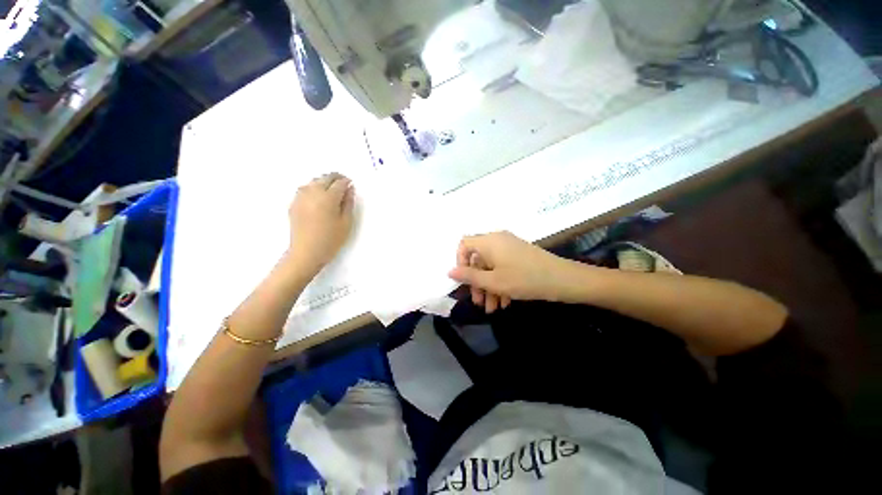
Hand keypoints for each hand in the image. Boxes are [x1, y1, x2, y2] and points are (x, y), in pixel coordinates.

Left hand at [286, 173, 354, 272]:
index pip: (339, 183)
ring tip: (331, 190)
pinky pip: (305, 189)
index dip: (347, 182)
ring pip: (314, 181)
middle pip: (325, 178)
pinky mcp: (294, 203)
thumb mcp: (346, 222)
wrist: (306, 252)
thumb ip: (348, 203)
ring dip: (324, 182)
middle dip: (336, 178)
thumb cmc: (331, 239)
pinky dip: (314, 188)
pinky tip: (318, 197)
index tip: (351, 185)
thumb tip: (349, 189)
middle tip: (343, 185)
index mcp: (328, 198)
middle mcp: (313, 193)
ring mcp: (301, 197)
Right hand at [448, 231, 574, 312]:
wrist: (563, 279)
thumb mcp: (493, 281)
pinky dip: (500, 283)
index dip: (460, 262)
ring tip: (492, 309)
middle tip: (479, 302)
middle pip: (478, 259)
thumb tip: (450, 271)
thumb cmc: (524, 279)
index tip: (464, 280)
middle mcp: (497, 240)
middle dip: (477, 282)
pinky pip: (503, 267)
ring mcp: (509, 248)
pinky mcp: (519, 256)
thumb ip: (469, 276)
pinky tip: (504, 302)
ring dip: (489, 287)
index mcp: (489, 241)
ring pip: (491, 267)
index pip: (464, 244)